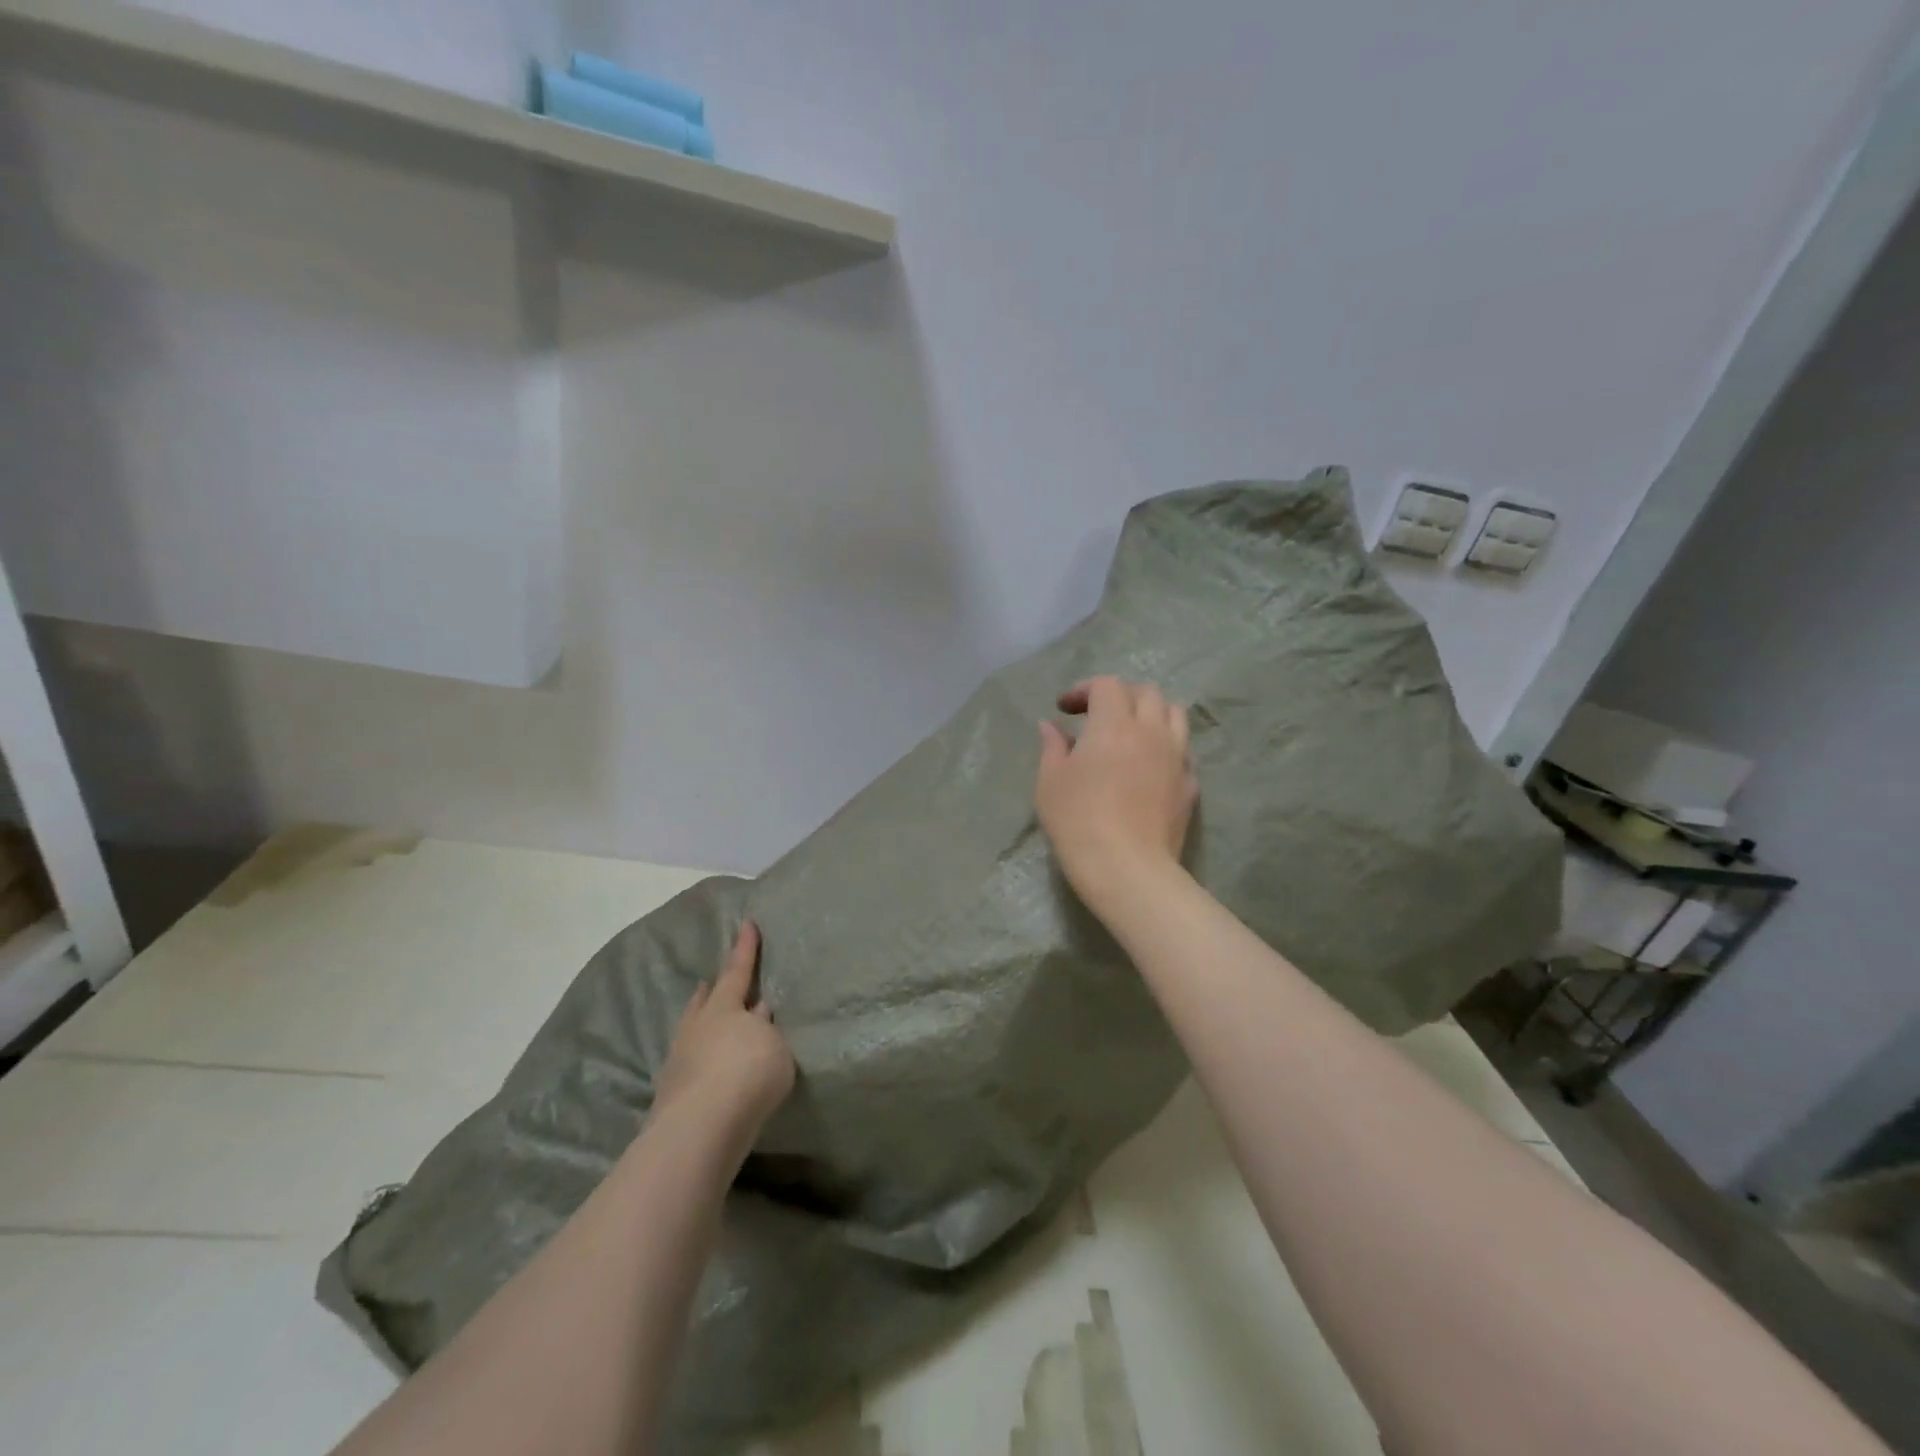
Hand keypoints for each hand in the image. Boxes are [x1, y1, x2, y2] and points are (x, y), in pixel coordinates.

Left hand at [654, 921, 794, 1140]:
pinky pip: (689, 1063)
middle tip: (709, 982)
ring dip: (701, 1024)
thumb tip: (757, 1015)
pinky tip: (705, 1068)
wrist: (702, 1127)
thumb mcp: (776, 1046)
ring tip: (706, 1022)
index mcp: (725, 1007)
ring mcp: (679, 1060)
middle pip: (704, 1001)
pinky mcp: (671, 1093)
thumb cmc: (749, 1073)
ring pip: (691, 1031)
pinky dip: (699, 1059)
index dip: (745, 948)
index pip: (738, 970)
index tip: (747, 923)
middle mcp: (697, 1027)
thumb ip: (766, 1030)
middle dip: (710, 990)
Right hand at [1036, 677, 1197, 912]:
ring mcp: (1176, 757)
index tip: (1064, 709)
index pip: (1106, 685)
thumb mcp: (1050, 782)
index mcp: (1114, 724)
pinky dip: (1165, 746)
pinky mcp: (1190, 784)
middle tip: (1098, 714)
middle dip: (1121, 695)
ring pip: (1174, 715)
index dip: (1084, 689)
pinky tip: (1149, 765)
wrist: (1127, 868)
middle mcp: (1151, 731)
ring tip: (1131, 732)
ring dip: (1151, 713)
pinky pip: (1183, 750)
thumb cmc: (1078, 821)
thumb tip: (1051, 726)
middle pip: (1146, 692)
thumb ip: (1052, 747)